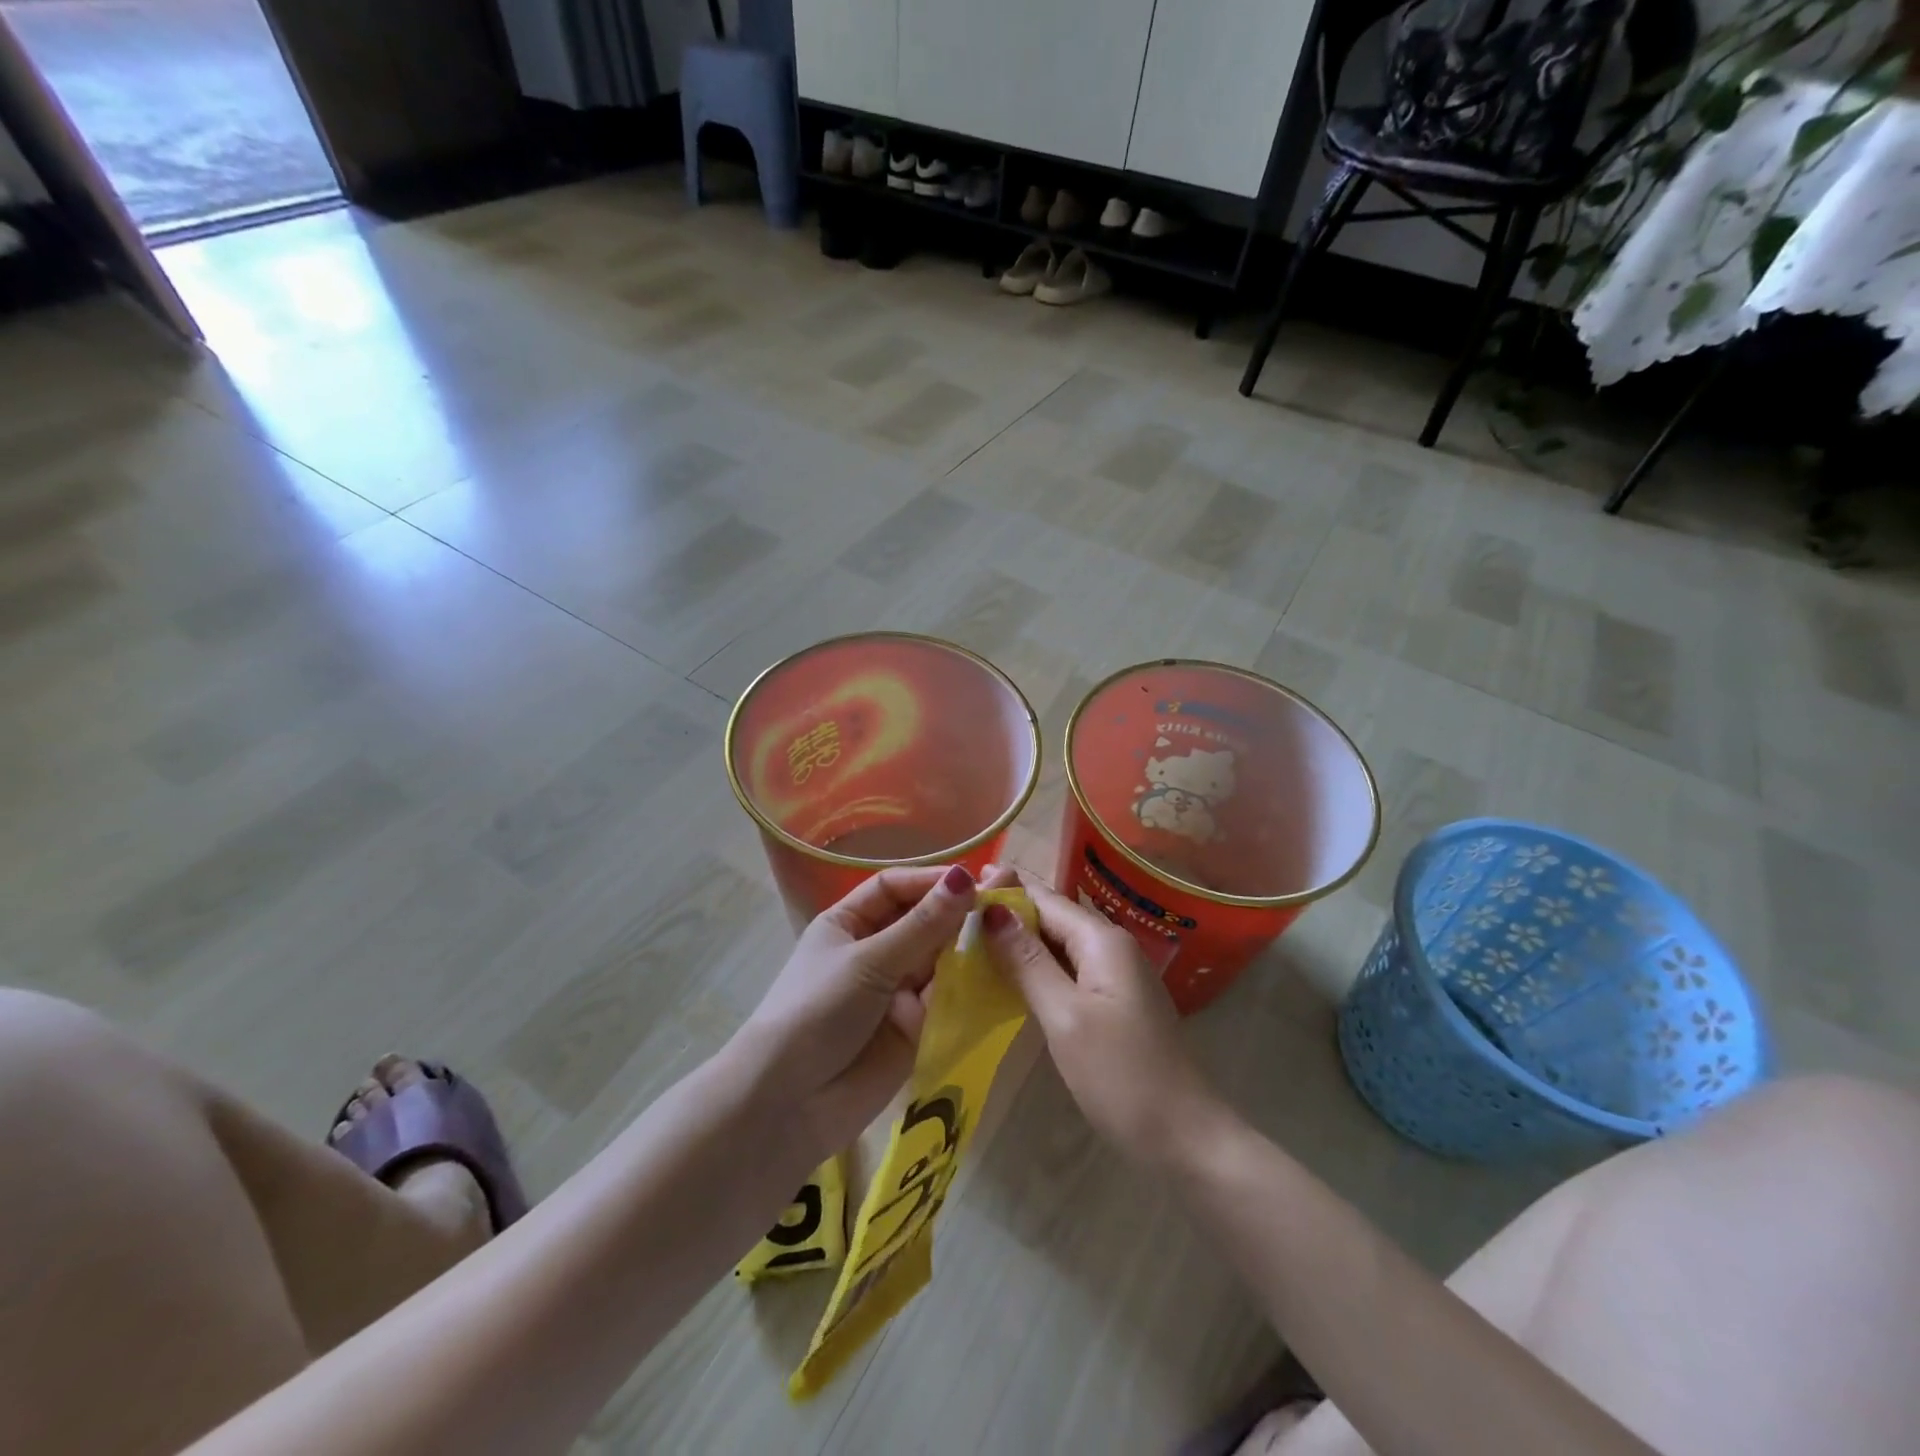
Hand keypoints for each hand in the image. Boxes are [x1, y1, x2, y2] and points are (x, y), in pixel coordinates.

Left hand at [734, 864, 976, 1157]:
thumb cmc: (817, 1011)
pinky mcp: (915, 1027)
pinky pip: (946, 998)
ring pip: (939, 959)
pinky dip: (968, 986)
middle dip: (955, 914)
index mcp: (848, 924)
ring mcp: (895, 990)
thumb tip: (964, 877)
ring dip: (966, 949)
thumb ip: (922, 925)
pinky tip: (999, 973)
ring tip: (1006, 938)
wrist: (789, 1104)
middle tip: (1003, 906)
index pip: (894, 888)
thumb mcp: (869, 962)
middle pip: (921, 922)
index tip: (972, 880)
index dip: (929, 881)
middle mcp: (873, 951)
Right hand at [982, 871, 1228, 1164]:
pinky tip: (1009, 975)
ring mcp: (1115, 976)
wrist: (1183, 1137)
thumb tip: (992, 911)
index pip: (1044, 898)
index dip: (1004, 889)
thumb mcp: (1065, 1015)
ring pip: (1059, 944)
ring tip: (972, 938)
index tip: (960, 887)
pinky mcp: (1113, 1002)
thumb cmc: (1120, 1074)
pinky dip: (1037, 966)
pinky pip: (1068, 969)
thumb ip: (1027, 961)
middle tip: (955, 913)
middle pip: (1052, 917)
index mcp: (1102, 939)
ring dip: (1020, 940)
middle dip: (1009, 912)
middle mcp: (1111, 946)